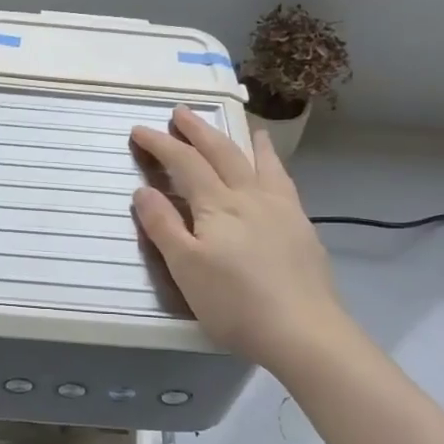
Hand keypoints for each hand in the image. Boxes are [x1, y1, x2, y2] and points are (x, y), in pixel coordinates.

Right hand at [131, 106, 342, 374]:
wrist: (303, 331)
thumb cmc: (235, 303)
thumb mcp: (185, 268)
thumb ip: (163, 226)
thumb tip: (143, 189)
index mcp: (218, 205)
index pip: (184, 163)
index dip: (161, 144)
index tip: (139, 129)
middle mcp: (250, 196)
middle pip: (222, 152)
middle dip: (198, 130)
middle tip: (181, 112)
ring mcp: (281, 209)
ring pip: (260, 162)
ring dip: (244, 140)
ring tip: (245, 126)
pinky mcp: (302, 227)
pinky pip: (284, 181)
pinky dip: (274, 165)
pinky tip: (275, 173)